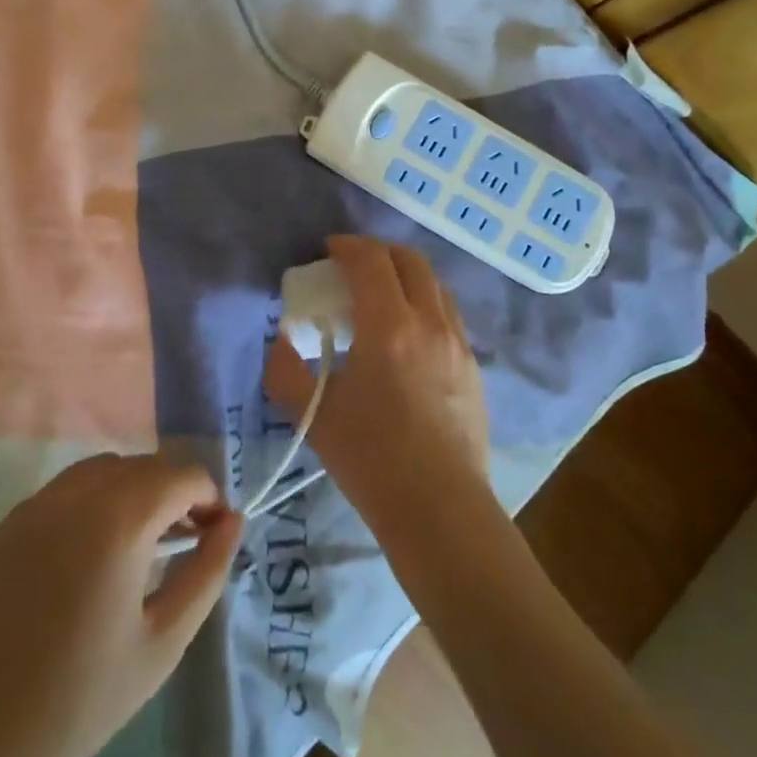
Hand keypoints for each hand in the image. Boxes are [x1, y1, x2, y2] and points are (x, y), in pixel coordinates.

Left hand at [0, 453, 240, 756]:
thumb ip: (207, 573)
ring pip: (105, 470)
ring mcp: (37, 503)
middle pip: (145, 465)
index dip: (210, 498)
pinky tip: (92, 553)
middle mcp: (78, 492)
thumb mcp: (163, 642)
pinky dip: (95, 501)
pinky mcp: (8, 523)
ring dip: (135, 490)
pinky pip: (67, 490)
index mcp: (121, 516)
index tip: (217, 535)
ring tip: (143, 543)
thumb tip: (233, 523)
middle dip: (175, 493)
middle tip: (187, 541)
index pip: (183, 475)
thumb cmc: (79, 699)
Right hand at [265, 235, 490, 532]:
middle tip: (352, 266)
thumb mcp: (315, 415)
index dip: (347, 246)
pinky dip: (424, 302)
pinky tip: (408, 333)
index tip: (328, 250)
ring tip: (381, 296)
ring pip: (434, 284)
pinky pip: (448, 312)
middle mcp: (430, 322)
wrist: (440, 510)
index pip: (370, 260)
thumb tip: (282, 341)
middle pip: (409, 260)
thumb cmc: (372, 460)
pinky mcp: (474, 365)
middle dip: (378, 252)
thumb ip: (285, 371)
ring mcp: (458, 342)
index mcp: (389, 326)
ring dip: (404, 275)